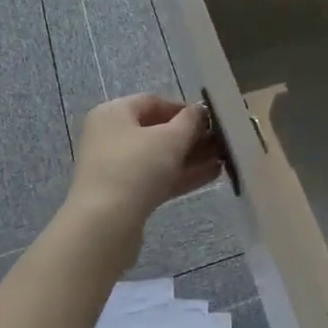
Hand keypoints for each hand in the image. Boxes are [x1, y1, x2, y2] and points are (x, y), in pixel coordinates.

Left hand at [62, 94, 222, 263]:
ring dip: (190, 157)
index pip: (152, 102)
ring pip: (158, 157)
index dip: (183, 108)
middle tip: (220, 141)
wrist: (104, 225)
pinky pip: (156, 178)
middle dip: (190, 136)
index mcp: (113, 114)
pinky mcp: (123, 196)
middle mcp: (110, 136)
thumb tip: (200, 110)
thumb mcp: (169, 139)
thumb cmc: (135, 168)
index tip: (209, 118)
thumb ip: (189, 122)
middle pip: (156, 130)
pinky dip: (180, 175)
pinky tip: (211, 175)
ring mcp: (115, 168)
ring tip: (223, 159)